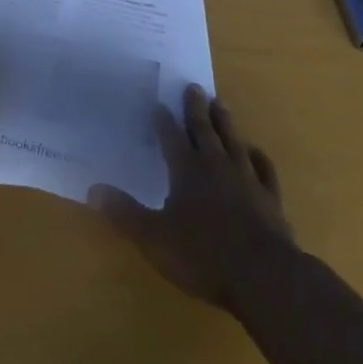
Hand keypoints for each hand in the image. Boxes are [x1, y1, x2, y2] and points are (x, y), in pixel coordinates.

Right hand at [90, 84, 294, 310]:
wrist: (264, 276)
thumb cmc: (204, 256)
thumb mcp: (155, 239)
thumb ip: (125, 213)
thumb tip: (92, 189)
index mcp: (187, 170)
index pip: (171, 137)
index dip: (163, 120)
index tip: (159, 102)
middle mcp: (216, 165)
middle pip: (204, 129)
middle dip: (196, 108)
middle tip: (194, 86)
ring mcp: (246, 179)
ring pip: (233, 141)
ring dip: (225, 122)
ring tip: (220, 103)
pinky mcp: (270, 198)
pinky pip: (263, 169)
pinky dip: (258, 157)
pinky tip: (255, 151)